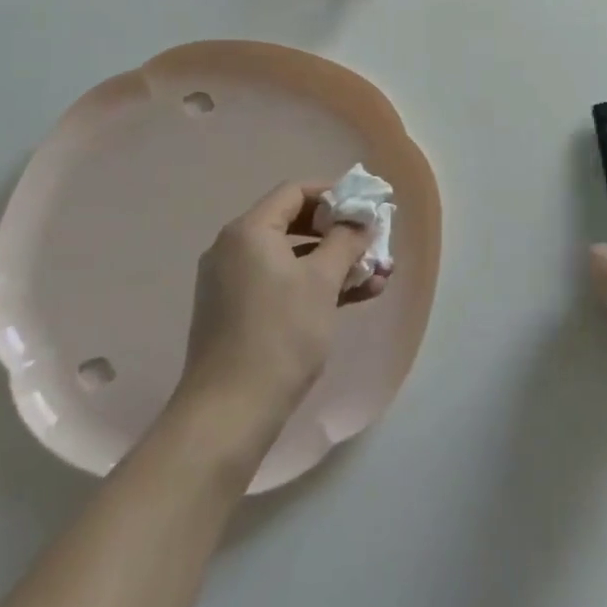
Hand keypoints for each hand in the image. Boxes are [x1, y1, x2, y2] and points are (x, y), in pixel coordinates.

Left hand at [174, 181, 384, 449]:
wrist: (228, 414)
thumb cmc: (280, 335)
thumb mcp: (322, 282)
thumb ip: (345, 241)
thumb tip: (360, 220)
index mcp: (248, 231)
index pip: (295, 192)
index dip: (334, 195)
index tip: (366, 209)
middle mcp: (234, 248)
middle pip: (294, 223)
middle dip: (339, 232)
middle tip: (374, 243)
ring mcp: (233, 282)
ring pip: (292, 258)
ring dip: (334, 263)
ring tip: (377, 276)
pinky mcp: (237, 313)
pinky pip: (281, 284)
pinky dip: (314, 286)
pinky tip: (354, 298)